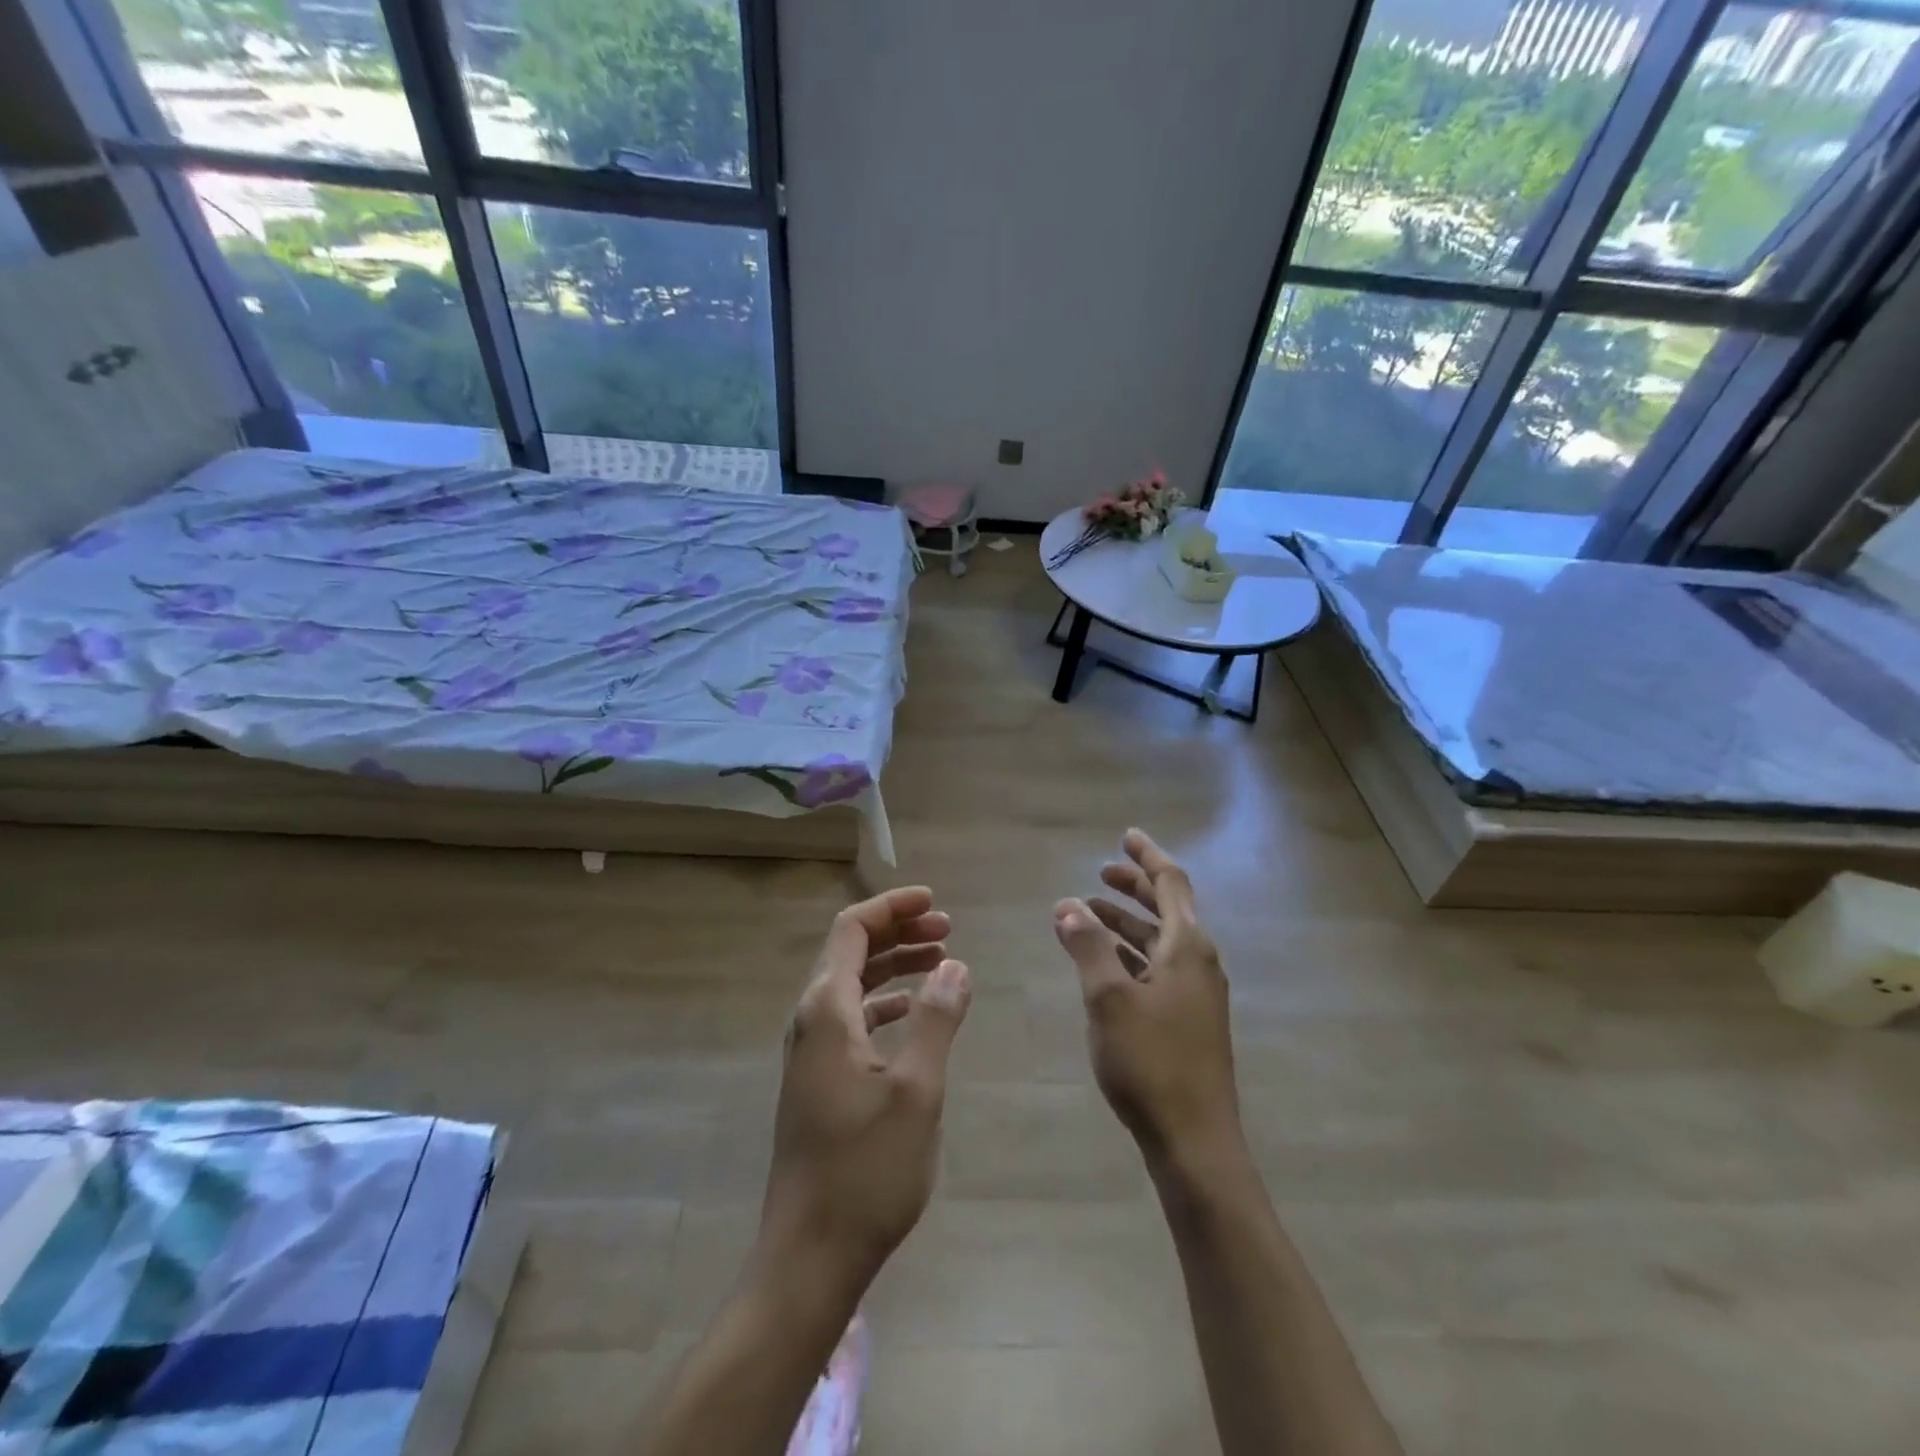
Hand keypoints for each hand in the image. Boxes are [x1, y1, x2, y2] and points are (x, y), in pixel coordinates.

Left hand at [758, 886, 971, 1291]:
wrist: (809, 1253)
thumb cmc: (866, 1169)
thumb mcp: (916, 1090)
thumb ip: (937, 1019)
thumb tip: (955, 965)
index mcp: (826, 1011)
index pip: (852, 930)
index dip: (892, 907)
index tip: (934, 901)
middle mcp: (810, 1021)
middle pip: (850, 952)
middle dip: (898, 932)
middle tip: (947, 929)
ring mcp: (809, 1052)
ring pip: (851, 985)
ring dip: (893, 966)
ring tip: (940, 961)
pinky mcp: (816, 1080)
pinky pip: (850, 1019)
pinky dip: (883, 1003)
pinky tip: (912, 1014)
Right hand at [1053, 830, 1241, 1169]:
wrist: (1195, 1141)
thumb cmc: (1151, 1062)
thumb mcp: (1108, 998)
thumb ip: (1087, 946)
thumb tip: (1067, 905)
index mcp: (1188, 947)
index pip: (1171, 883)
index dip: (1147, 857)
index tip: (1126, 836)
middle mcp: (1199, 962)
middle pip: (1168, 908)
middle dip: (1134, 888)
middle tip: (1100, 874)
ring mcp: (1197, 993)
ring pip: (1160, 941)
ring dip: (1128, 922)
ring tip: (1089, 914)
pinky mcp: (1189, 1020)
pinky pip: (1158, 967)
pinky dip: (1131, 953)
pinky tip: (1105, 964)